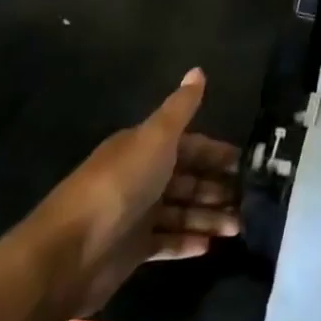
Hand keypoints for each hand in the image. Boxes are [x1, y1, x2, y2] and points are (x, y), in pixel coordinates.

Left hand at [28, 69, 239, 315]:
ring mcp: (136, 214)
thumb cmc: (119, 185)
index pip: (188, 145)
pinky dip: (188, 241)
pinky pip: (167, 241)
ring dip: (209, 216)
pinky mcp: (132, 249)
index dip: (215, 152)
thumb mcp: (155, 138)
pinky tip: (210, 246)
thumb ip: (180, 108)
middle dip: (217, 187)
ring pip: (181, 211)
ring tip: (238, 227)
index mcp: (144, 147)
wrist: (70, 251)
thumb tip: (198, 69)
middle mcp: (141, 177)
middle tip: (250, 199)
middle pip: (187, 179)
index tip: (245, 163)